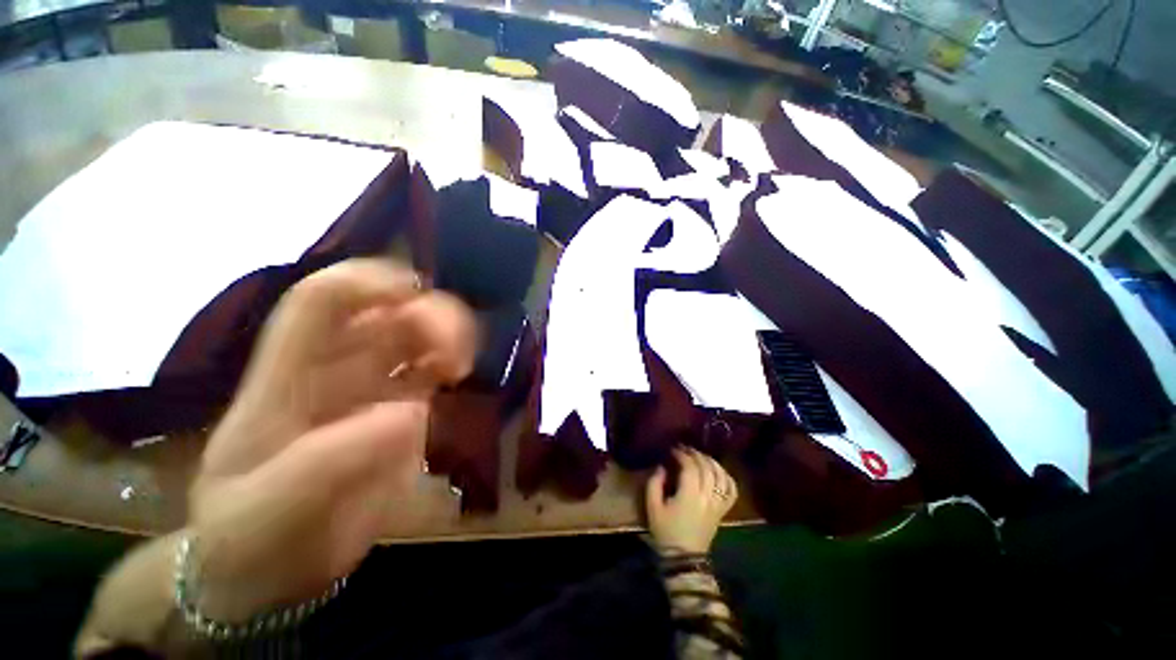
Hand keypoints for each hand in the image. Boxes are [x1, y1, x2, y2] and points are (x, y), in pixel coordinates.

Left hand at [187, 259, 476, 621]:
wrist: (272, 572)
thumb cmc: (252, 538)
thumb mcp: (270, 511)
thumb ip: (327, 464)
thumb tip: (410, 414)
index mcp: (288, 376)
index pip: (322, 301)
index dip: (368, 282)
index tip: (417, 295)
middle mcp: (335, 370)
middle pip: (386, 310)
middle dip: (429, 315)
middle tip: (454, 354)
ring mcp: (374, 388)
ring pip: (418, 333)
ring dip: (449, 334)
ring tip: (460, 367)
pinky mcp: (404, 409)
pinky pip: (434, 367)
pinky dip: (454, 360)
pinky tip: (460, 376)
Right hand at [645, 448, 737, 553]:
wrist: (684, 557)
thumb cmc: (665, 531)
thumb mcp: (652, 507)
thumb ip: (655, 483)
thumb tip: (662, 467)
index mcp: (689, 496)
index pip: (690, 467)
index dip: (682, 455)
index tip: (673, 450)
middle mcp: (707, 498)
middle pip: (706, 468)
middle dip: (696, 454)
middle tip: (686, 449)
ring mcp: (717, 505)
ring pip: (721, 476)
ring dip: (711, 462)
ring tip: (701, 456)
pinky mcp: (722, 511)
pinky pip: (731, 491)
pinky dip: (727, 477)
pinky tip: (718, 471)